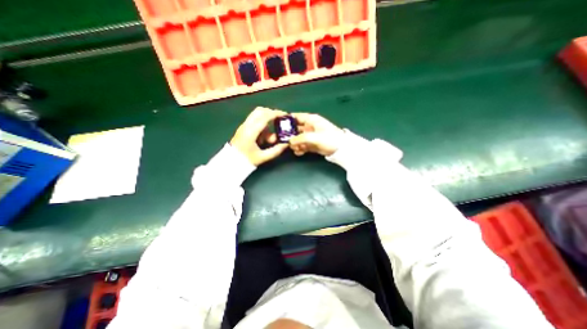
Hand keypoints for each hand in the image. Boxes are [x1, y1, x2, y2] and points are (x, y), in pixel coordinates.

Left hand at [232, 107, 290, 164]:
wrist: (230, 163)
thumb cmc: (246, 160)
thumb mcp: (263, 157)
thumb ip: (276, 150)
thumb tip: (286, 144)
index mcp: (251, 131)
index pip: (264, 117)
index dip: (275, 114)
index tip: (285, 115)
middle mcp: (246, 125)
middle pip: (260, 111)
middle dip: (271, 113)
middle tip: (279, 120)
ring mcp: (244, 126)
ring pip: (257, 115)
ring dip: (266, 122)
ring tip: (270, 138)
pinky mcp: (243, 128)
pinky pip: (254, 121)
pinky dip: (262, 126)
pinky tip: (263, 139)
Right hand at [288, 113, 345, 156]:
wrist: (341, 149)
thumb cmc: (329, 138)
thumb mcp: (314, 137)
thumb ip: (300, 138)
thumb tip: (289, 142)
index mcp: (311, 120)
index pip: (297, 117)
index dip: (288, 119)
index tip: (279, 125)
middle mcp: (310, 127)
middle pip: (296, 129)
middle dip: (290, 135)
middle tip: (283, 141)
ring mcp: (311, 136)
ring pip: (298, 138)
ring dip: (295, 143)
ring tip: (294, 149)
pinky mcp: (313, 144)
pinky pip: (303, 145)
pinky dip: (300, 149)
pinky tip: (298, 152)